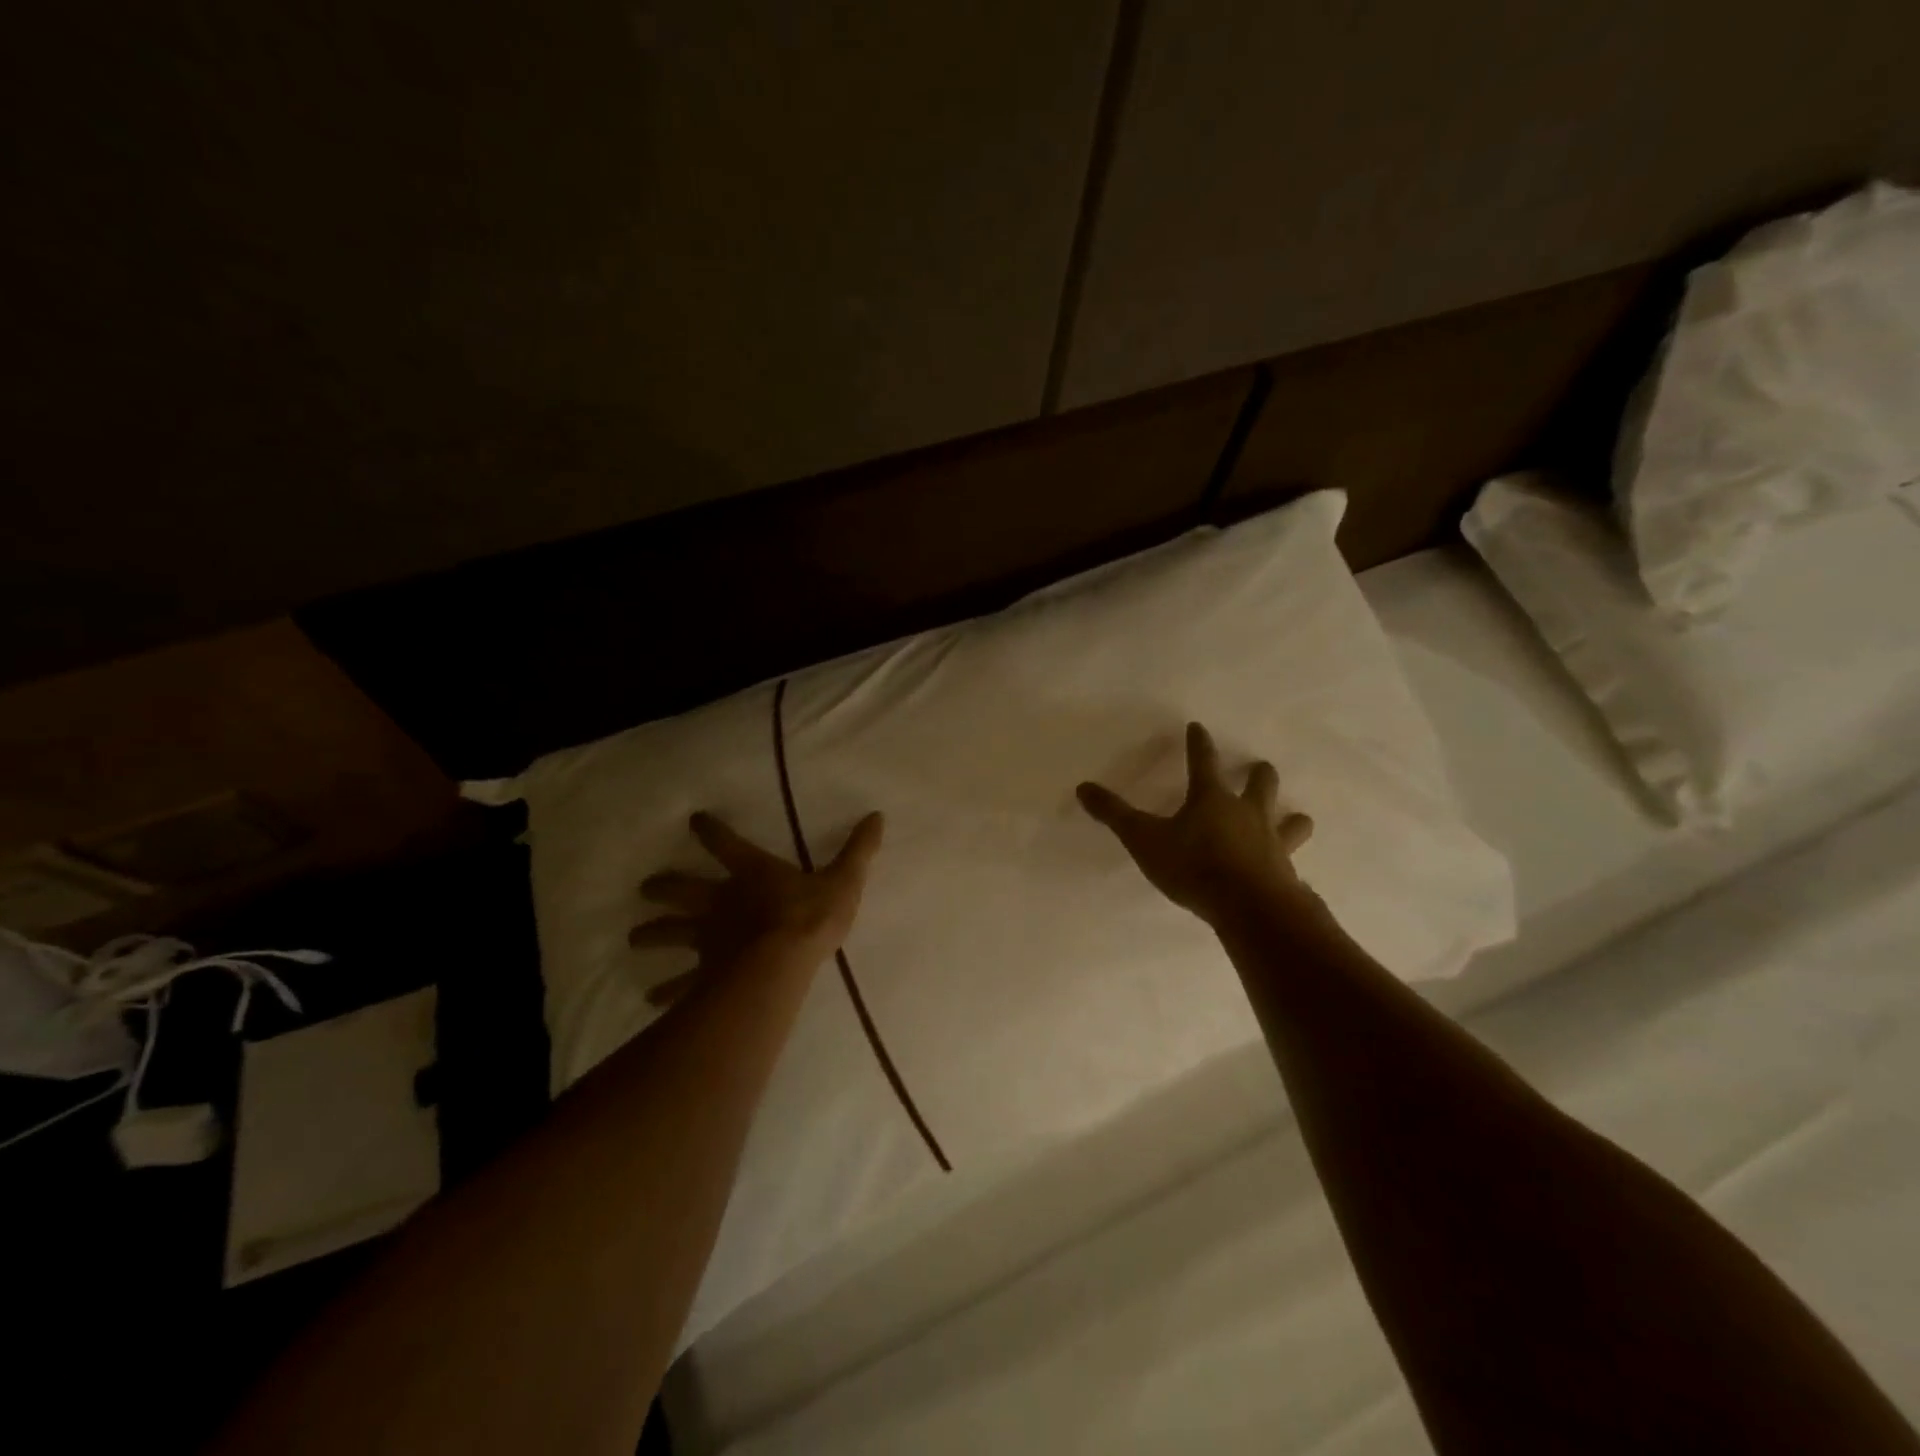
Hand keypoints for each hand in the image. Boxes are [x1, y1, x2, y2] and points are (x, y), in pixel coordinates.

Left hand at [629, 811, 884, 1005]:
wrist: (782, 963)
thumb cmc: (810, 917)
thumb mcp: (844, 880)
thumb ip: (859, 850)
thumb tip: (877, 816)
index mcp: (752, 874)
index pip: (727, 845)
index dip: (710, 831)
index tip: (694, 820)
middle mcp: (721, 901)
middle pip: (685, 891)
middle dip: (664, 887)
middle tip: (645, 887)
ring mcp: (709, 938)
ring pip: (672, 933)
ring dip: (652, 933)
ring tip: (634, 938)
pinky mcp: (706, 972)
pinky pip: (681, 982)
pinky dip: (666, 990)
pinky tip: (651, 998)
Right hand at [1078, 722, 1315, 926]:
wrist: (1249, 906)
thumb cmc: (1194, 865)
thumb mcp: (1144, 839)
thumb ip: (1114, 814)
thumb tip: (1083, 787)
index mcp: (1211, 799)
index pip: (1202, 761)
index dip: (1198, 743)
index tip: (1198, 727)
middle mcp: (1246, 813)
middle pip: (1260, 784)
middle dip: (1258, 775)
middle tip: (1260, 768)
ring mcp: (1272, 842)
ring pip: (1290, 822)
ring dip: (1291, 818)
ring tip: (1296, 817)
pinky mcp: (1287, 873)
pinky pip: (1293, 862)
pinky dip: (1290, 860)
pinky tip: (1292, 871)